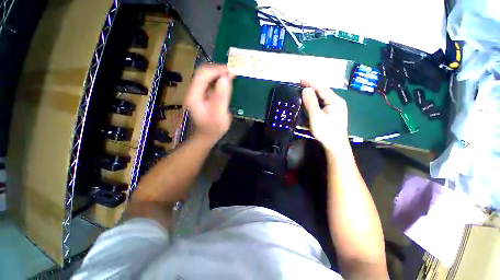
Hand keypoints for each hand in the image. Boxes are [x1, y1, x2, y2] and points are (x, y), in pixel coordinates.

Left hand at [185, 64, 234, 143]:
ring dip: (218, 74)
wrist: (207, 136)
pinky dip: (218, 80)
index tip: (230, 70)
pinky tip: (226, 82)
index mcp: (194, 96)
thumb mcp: (220, 114)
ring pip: (206, 77)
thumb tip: (226, 78)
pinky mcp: (203, 95)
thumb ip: (222, 97)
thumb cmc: (214, 128)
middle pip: (203, 74)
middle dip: (217, 70)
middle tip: (232, 72)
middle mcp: (193, 92)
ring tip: (230, 75)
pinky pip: (210, 83)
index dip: (216, 70)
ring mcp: (197, 93)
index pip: (202, 76)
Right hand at [301, 80, 348, 150]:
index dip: (311, 82)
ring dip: (314, 92)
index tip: (301, 79)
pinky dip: (317, 99)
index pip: (322, 87)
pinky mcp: (334, 112)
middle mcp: (338, 101)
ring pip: (324, 96)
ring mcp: (337, 107)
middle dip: (313, 85)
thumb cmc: (326, 131)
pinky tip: (312, 100)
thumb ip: (311, 102)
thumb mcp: (316, 117)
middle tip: (301, 83)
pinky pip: (324, 102)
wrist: (336, 145)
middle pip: (324, 90)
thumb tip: (306, 89)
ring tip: (305, 89)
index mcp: (334, 100)